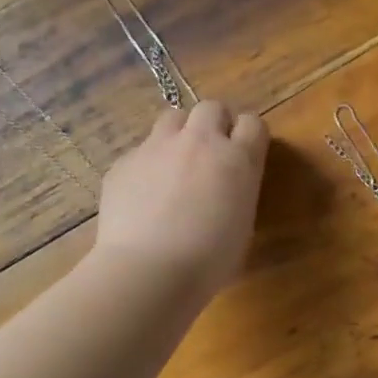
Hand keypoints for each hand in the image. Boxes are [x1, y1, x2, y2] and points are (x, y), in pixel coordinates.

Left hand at [96, 99, 269, 294]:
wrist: (149, 270)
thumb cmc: (210, 260)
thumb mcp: (243, 224)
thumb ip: (238, 191)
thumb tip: (228, 185)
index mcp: (238, 159)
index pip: (253, 123)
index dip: (249, 136)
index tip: (246, 153)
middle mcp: (199, 142)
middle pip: (212, 107)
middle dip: (215, 124)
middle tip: (212, 153)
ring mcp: (157, 147)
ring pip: (172, 118)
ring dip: (180, 134)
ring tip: (176, 165)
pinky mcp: (124, 162)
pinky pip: (141, 151)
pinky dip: (148, 165)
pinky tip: (145, 196)